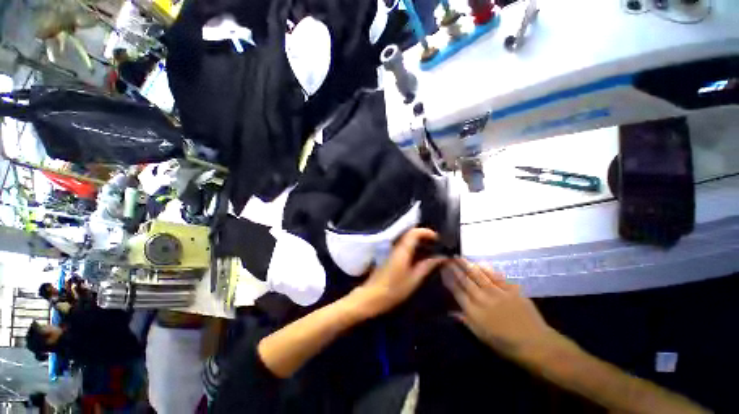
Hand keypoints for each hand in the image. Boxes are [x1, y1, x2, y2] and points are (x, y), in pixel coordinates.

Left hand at [351, 228, 445, 317]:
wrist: (372, 296)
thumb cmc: (394, 289)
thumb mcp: (414, 279)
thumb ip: (427, 266)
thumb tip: (441, 257)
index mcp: (403, 250)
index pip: (414, 232)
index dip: (427, 232)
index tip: (438, 239)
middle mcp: (396, 247)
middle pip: (410, 233)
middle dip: (424, 236)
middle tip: (437, 244)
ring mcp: (392, 251)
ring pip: (407, 239)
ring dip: (419, 241)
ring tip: (431, 250)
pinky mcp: (390, 256)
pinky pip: (404, 246)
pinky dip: (413, 247)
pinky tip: (420, 256)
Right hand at [443, 258, 554, 360]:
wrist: (535, 344)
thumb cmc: (505, 344)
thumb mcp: (481, 337)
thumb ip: (465, 321)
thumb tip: (451, 311)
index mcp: (474, 312)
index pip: (456, 291)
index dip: (448, 278)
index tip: (442, 269)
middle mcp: (483, 299)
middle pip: (465, 280)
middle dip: (454, 268)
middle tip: (447, 258)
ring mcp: (497, 292)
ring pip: (478, 275)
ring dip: (467, 264)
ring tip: (459, 256)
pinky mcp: (511, 289)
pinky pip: (496, 276)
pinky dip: (487, 268)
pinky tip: (480, 263)